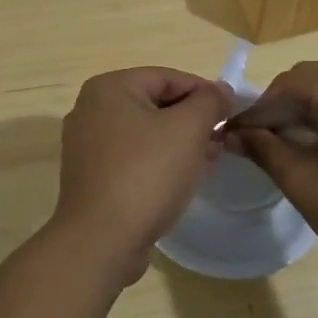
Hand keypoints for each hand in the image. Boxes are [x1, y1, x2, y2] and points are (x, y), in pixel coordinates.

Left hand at [53, 68, 231, 285]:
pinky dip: (157, 161)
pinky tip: (180, 179)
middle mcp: (90, 108)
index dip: (205, 93)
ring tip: (208, 160)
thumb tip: (221, 90)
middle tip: (221, 140)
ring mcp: (86, 144)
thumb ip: (209, 102)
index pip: (168, 77)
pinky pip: (131, 157)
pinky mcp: (90, 175)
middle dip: (192, 120)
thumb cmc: (146, 173)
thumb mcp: (188, 129)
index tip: (231, 114)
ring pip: (144, 132)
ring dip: (178, 142)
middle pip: (155, 103)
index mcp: (109, 87)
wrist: (102, 240)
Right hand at [228, 61, 317, 276]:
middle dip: (282, 108)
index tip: (237, 135)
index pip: (289, 82)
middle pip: (313, 80)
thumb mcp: (303, 181)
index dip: (259, 108)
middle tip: (260, 141)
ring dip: (308, 112)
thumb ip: (264, 149)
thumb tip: (234, 134)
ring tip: (288, 147)